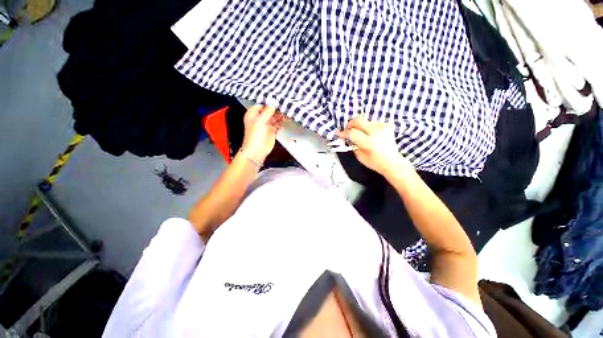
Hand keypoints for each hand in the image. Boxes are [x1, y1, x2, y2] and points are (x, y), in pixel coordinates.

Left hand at [242, 105, 283, 162]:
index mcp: (252, 114)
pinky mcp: (272, 130)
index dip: (268, 102)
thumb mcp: (260, 121)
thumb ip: (267, 111)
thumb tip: (273, 102)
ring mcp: (266, 124)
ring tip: (286, 110)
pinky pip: (277, 123)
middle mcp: (259, 118)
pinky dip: (281, 121)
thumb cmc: (254, 137)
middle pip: (269, 110)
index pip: (261, 104)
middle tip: (283, 104)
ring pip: (274, 116)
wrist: (257, 151)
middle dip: (275, 108)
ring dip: (279, 114)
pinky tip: (285, 118)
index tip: (276, 99)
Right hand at [337, 115, 410, 175]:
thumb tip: (347, 137)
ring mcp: (383, 127)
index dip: (343, 133)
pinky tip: (368, 134)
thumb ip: (353, 145)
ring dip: (359, 126)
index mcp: (369, 142)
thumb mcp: (360, 157)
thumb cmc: (375, 162)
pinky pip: (372, 122)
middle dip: (350, 124)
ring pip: (365, 121)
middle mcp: (376, 132)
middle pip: (359, 120)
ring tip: (359, 134)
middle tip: (347, 129)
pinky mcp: (386, 125)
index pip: (352, 133)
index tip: (338, 134)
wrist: (392, 162)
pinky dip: (367, 127)